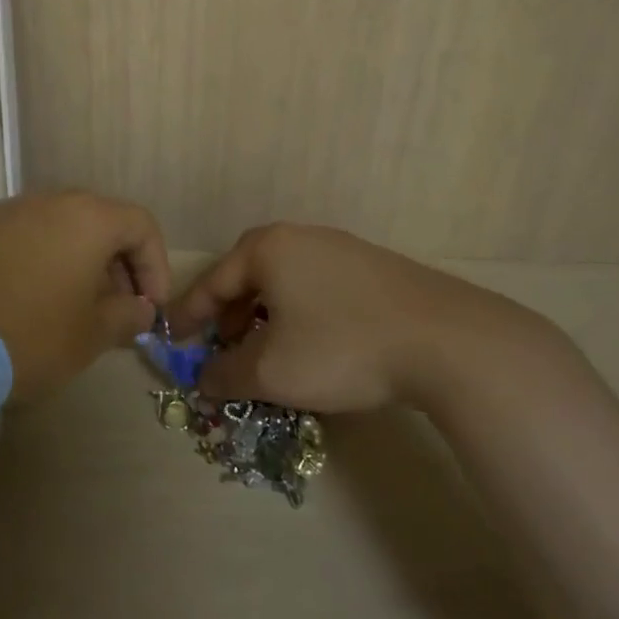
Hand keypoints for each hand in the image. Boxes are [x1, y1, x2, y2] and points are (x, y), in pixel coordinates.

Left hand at [0, 191, 170, 401]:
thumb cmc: (29, 335)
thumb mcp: (90, 336)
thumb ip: (125, 316)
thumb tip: (138, 308)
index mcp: (87, 218)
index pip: (140, 225)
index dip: (155, 266)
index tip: (148, 307)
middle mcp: (47, 201)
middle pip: (97, 222)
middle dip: (115, 265)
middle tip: (112, 309)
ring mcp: (2, 211)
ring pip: (55, 228)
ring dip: (73, 262)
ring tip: (66, 307)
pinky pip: (18, 238)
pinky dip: (33, 262)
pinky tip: (21, 301)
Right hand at [168, 223, 575, 413]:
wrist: (446, 340)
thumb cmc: (342, 347)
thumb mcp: (272, 372)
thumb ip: (227, 375)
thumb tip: (204, 380)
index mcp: (268, 249)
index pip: (213, 281)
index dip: (189, 315)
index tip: (171, 338)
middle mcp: (301, 237)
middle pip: (248, 274)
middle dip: (229, 313)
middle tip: (222, 346)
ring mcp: (342, 248)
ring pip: (285, 280)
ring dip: (265, 314)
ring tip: (266, 349)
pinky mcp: (374, 267)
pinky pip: (317, 286)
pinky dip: (300, 312)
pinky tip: (314, 342)